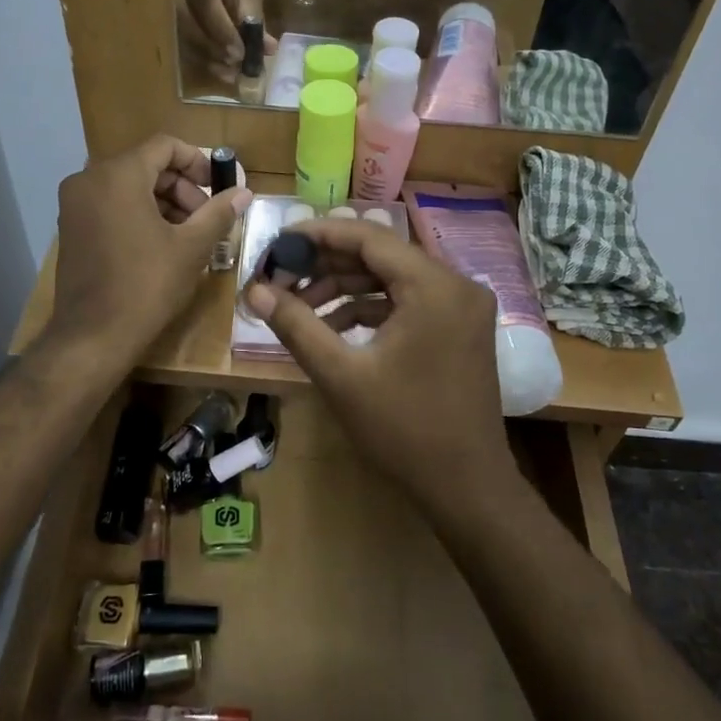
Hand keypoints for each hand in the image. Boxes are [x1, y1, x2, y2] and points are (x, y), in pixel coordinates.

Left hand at [48, 136, 251, 363]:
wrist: (93, 336)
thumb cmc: (147, 285)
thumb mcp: (191, 247)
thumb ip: (218, 213)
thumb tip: (243, 192)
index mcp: (118, 175)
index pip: (164, 146)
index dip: (198, 161)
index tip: (218, 187)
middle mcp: (89, 180)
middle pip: (146, 165)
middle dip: (182, 187)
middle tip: (207, 218)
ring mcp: (75, 204)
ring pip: (129, 186)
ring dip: (164, 202)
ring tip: (190, 234)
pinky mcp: (71, 228)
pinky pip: (111, 205)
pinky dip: (139, 214)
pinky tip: (162, 244)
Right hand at [175, 0, 271, 71]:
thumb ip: (253, 13)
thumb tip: (265, 48)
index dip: (223, 30)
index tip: (242, 53)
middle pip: (187, 22)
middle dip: (214, 49)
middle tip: (237, 67)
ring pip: (180, 34)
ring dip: (206, 58)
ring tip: (230, 74)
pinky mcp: (162, 12)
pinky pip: (178, 39)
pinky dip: (199, 57)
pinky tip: (217, 67)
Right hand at [243, 219, 510, 500]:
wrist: (467, 486)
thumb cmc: (403, 429)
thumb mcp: (341, 375)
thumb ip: (297, 325)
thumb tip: (254, 291)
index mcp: (434, 286)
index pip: (368, 237)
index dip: (318, 235)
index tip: (277, 242)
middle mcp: (456, 284)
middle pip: (381, 256)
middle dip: (327, 266)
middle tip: (280, 279)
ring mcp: (463, 307)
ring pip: (393, 280)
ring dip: (345, 290)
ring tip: (299, 309)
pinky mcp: (460, 328)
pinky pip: (408, 302)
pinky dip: (370, 310)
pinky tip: (332, 329)